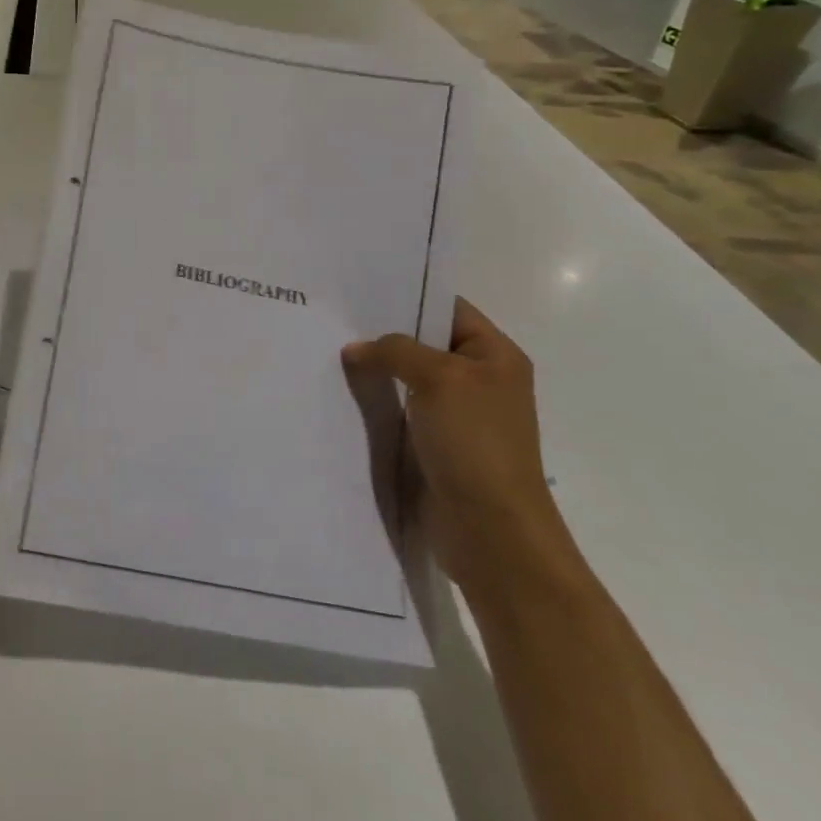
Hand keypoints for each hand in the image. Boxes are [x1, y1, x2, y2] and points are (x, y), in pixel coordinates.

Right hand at [342, 298, 570, 595]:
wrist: (490, 530)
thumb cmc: (475, 443)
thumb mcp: (439, 380)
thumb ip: (395, 352)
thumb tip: (355, 349)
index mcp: (494, 356)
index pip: (448, 309)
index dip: (408, 296)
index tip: (358, 290)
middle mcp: (477, 380)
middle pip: (423, 343)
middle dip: (382, 334)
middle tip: (332, 319)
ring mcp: (455, 415)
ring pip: (406, 379)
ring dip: (374, 371)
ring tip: (326, 352)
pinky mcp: (433, 444)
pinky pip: (398, 410)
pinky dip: (373, 402)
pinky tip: (338, 393)